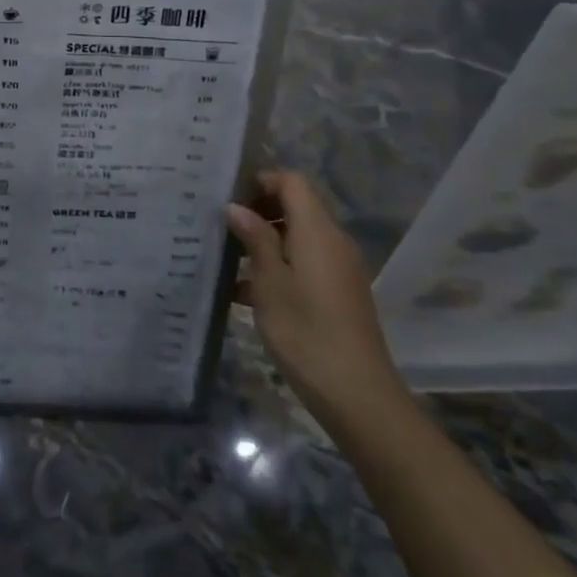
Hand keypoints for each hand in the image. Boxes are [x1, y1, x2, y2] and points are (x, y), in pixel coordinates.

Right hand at [226, 170, 407, 425]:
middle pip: (295, 207)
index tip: (227, 198)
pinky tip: (242, 292)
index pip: (292, 182)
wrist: (357, 395)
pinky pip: (303, 264)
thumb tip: (236, 207)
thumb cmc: (305, 331)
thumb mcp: (269, 283)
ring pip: (296, 238)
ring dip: (263, 243)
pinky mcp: (337, 294)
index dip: (260, 181)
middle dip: (257, 212)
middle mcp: (333, 242)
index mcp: (318, 231)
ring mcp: (338, 269)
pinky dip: (276, 268)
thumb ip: (255, 239)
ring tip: (224, 259)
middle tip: (219, 226)